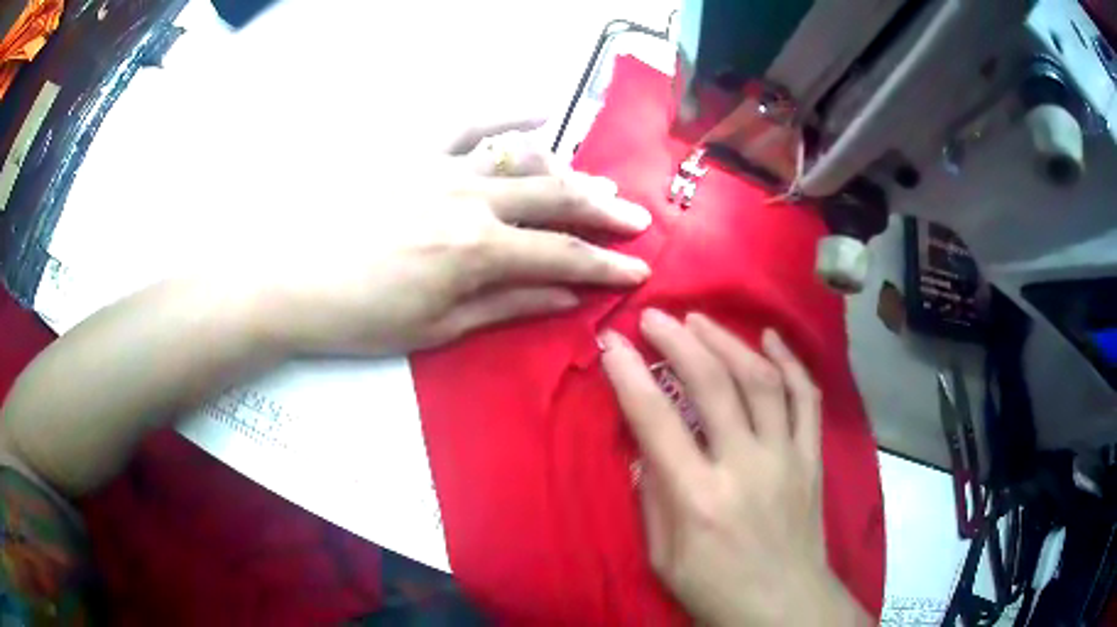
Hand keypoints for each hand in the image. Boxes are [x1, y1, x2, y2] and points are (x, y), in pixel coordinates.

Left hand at [259, 123, 652, 355]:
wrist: (284, 277)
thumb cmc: (356, 316)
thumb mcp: (435, 328)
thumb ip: (506, 305)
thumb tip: (566, 296)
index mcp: (477, 251)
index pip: (563, 256)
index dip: (609, 264)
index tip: (642, 268)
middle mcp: (471, 199)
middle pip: (557, 199)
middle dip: (605, 211)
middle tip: (640, 218)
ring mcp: (442, 167)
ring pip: (523, 160)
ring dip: (568, 172)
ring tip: (597, 184)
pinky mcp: (413, 150)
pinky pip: (468, 122)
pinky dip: (506, 115)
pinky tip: (538, 112)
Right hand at [600, 311, 867, 626]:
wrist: (785, 608)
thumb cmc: (715, 592)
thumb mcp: (663, 559)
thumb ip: (652, 499)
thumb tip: (645, 448)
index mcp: (699, 499)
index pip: (657, 422)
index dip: (630, 377)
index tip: (611, 343)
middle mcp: (746, 467)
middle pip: (714, 385)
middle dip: (679, 341)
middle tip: (656, 316)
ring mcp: (786, 458)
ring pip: (762, 380)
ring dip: (728, 341)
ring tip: (701, 319)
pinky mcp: (812, 459)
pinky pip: (807, 398)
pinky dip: (791, 363)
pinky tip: (771, 339)